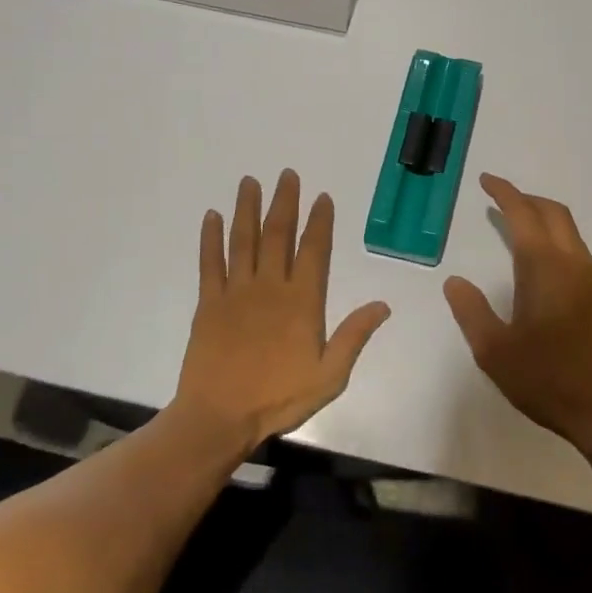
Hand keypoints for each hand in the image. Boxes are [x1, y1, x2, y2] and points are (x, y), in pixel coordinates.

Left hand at [174, 170, 391, 452]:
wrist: (218, 418)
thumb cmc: (278, 398)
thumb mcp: (329, 376)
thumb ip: (354, 336)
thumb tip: (383, 304)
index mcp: (302, 301)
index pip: (314, 251)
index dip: (319, 222)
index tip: (322, 197)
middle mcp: (270, 287)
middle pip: (278, 235)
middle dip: (284, 202)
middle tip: (287, 174)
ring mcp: (236, 292)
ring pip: (244, 240)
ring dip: (248, 209)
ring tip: (250, 181)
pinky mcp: (208, 303)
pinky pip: (210, 263)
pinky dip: (211, 238)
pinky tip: (212, 217)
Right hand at [443, 174, 591, 456]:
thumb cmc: (549, 380)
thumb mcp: (495, 352)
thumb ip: (472, 312)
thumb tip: (455, 281)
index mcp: (544, 268)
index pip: (523, 215)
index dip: (504, 193)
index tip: (487, 181)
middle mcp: (572, 264)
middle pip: (553, 213)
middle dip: (526, 199)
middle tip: (500, 198)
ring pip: (569, 231)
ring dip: (543, 218)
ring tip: (516, 226)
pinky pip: (576, 250)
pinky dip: (555, 239)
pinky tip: (541, 264)